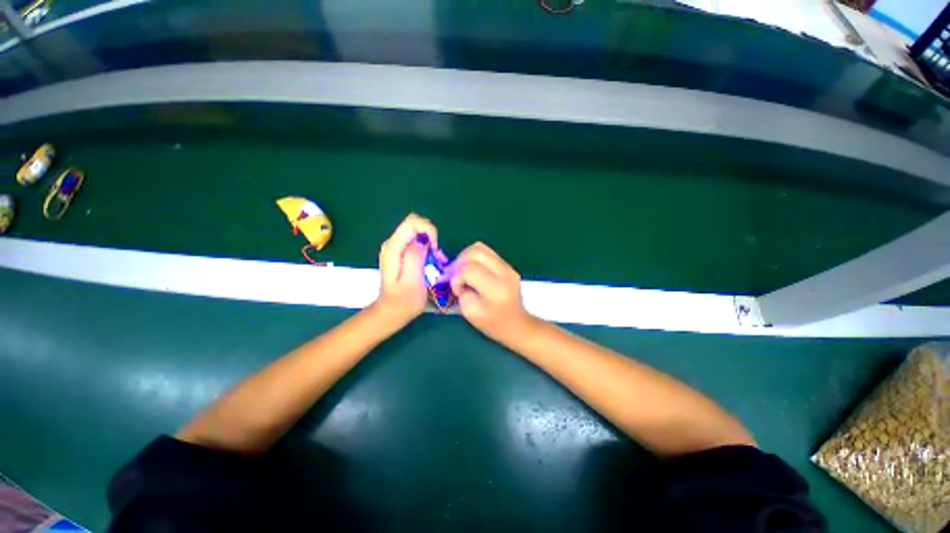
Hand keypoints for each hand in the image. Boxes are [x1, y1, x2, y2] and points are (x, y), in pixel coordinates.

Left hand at [375, 213, 439, 323]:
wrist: (392, 312)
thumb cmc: (404, 301)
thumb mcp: (413, 281)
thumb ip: (415, 257)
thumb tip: (421, 241)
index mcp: (394, 248)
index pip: (413, 222)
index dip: (428, 230)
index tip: (434, 249)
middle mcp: (392, 244)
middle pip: (415, 225)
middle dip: (430, 237)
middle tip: (435, 257)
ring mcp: (396, 248)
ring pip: (417, 233)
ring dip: (430, 244)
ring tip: (435, 262)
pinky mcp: (400, 253)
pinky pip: (416, 242)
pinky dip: (427, 249)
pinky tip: (431, 263)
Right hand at [449, 242, 534, 343]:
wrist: (517, 324)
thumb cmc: (492, 323)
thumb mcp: (470, 313)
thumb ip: (461, 292)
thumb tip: (456, 277)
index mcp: (495, 288)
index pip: (470, 270)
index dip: (457, 277)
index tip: (457, 289)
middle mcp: (504, 273)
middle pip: (475, 252)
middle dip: (459, 261)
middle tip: (453, 274)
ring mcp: (507, 267)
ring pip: (480, 248)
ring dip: (466, 257)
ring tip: (461, 270)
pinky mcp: (507, 265)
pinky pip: (486, 253)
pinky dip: (474, 259)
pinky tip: (471, 271)